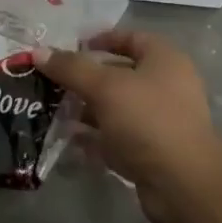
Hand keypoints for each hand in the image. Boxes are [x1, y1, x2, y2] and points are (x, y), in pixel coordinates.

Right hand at [36, 31, 221, 222]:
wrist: (183, 184)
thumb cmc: (147, 120)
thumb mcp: (105, 87)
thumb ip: (71, 68)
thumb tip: (38, 52)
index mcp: (164, 60)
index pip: (130, 38)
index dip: (101, 39)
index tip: (70, 47)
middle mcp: (165, 87)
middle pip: (119, 74)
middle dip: (86, 78)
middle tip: (53, 81)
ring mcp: (158, 122)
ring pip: (115, 108)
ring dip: (86, 109)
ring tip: (53, 109)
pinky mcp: (150, 152)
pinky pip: (116, 138)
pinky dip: (94, 138)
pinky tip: (68, 139)